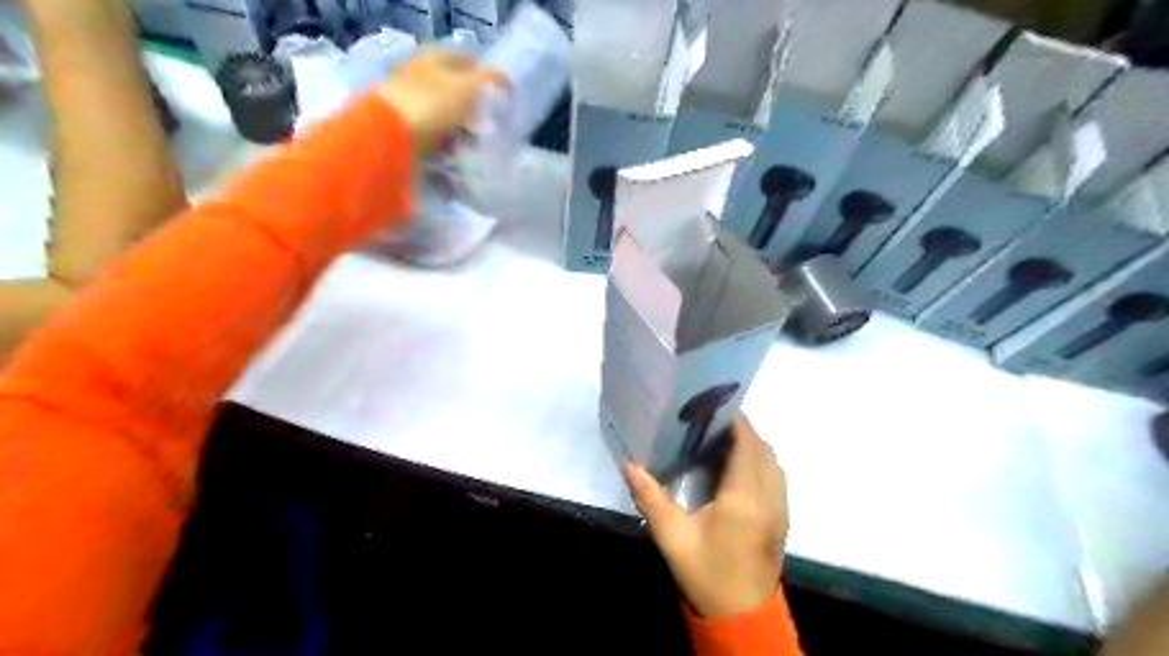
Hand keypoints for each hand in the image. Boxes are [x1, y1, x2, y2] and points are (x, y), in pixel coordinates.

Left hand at [374, 49, 502, 152]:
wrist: (389, 137)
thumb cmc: (431, 105)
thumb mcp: (468, 88)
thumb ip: (490, 81)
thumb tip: (506, 82)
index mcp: (433, 58)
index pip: (466, 60)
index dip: (485, 78)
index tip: (499, 100)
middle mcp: (419, 76)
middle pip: (455, 92)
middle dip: (474, 112)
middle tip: (489, 128)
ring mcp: (410, 105)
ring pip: (446, 118)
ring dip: (462, 134)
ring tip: (475, 149)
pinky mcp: (405, 132)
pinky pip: (434, 139)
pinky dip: (446, 149)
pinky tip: (456, 159)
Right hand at [621, 418, 784, 617]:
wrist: (742, 615)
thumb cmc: (706, 575)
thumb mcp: (672, 538)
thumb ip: (650, 498)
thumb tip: (628, 464)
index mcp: (743, 499)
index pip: (746, 445)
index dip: (734, 421)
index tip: (712, 405)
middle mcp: (768, 497)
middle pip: (761, 448)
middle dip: (740, 428)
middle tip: (709, 419)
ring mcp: (780, 507)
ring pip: (772, 461)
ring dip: (751, 443)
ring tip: (721, 436)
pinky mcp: (782, 516)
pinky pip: (775, 475)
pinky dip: (759, 459)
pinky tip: (736, 465)